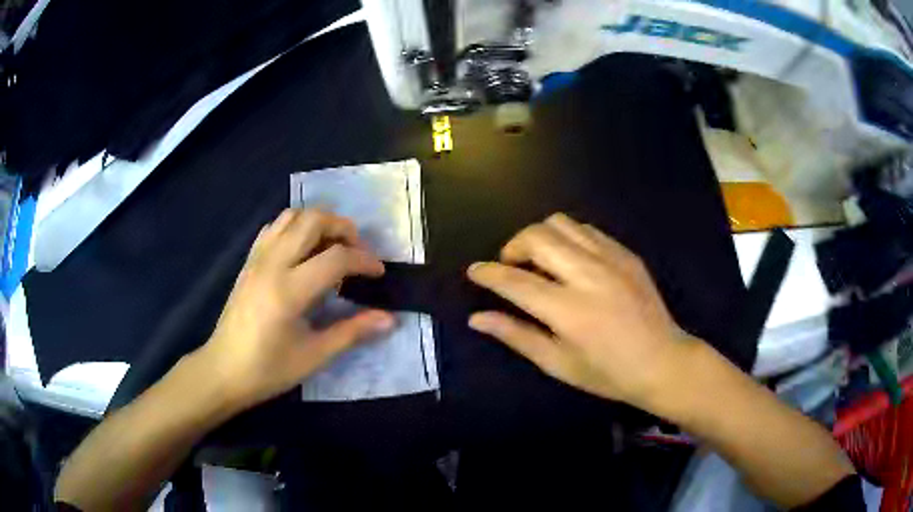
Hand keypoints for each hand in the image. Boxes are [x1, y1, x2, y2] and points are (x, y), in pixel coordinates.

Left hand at [198, 208, 395, 409]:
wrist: (223, 370)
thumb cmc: (269, 369)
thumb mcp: (314, 355)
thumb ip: (353, 331)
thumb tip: (390, 319)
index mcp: (289, 290)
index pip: (336, 257)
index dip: (364, 261)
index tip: (378, 273)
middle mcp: (272, 263)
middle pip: (313, 220)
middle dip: (343, 228)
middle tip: (357, 252)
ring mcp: (257, 258)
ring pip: (291, 216)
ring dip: (319, 223)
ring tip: (332, 247)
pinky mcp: (248, 260)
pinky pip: (274, 227)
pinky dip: (295, 227)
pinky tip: (303, 251)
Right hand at [467, 213, 696, 408]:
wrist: (662, 361)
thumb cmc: (608, 373)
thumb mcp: (557, 363)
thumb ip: (516, 335)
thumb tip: (477, 318)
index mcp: (569, 310)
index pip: (515, 282)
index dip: (488, 274)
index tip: (473, 271)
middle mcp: (588, 275)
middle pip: (537, 237)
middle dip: (513, 246)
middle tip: (511, 267)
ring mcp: (611, 259)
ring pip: (561, 223)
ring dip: (539, 236)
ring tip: (539, 260)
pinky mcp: (625, 253)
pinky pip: (586, 229)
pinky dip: (567, 237)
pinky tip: (569, 259)